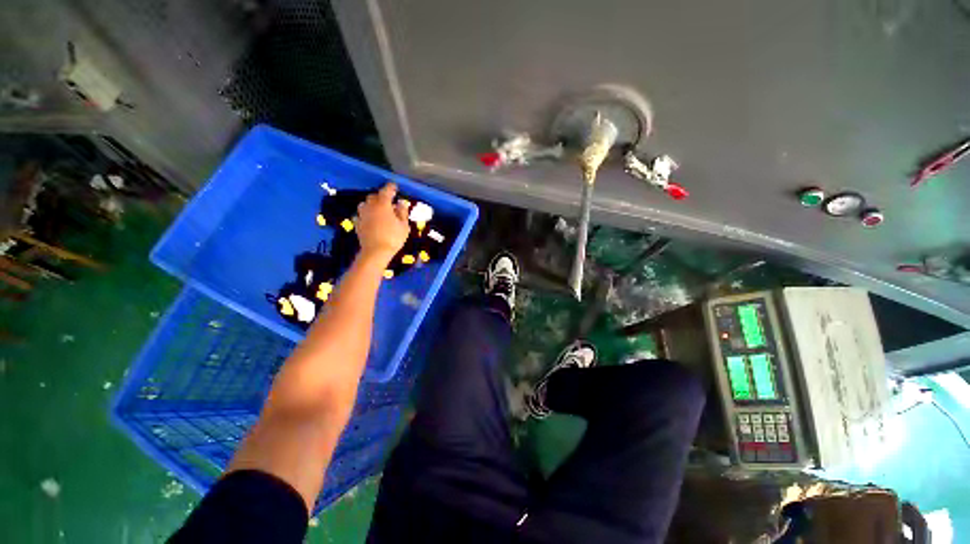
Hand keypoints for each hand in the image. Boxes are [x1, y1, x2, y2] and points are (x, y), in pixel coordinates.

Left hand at [356, 183, 410, 264]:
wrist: (375, 252)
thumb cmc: (393, 237)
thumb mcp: (403, 225)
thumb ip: (402, 212)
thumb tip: (401, 202)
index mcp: (383, 204)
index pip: (386, 191)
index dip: (391, 187)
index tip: (395, 186)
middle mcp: (370, 206)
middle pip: (374, 196)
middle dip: (381, 196)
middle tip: (389, 200)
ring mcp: (362, 215)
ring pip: (365, 204)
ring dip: (372, 204)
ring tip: (379, 209)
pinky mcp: (357, 223)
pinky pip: (361, 214)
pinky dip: (367, 214)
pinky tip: (371, 219)